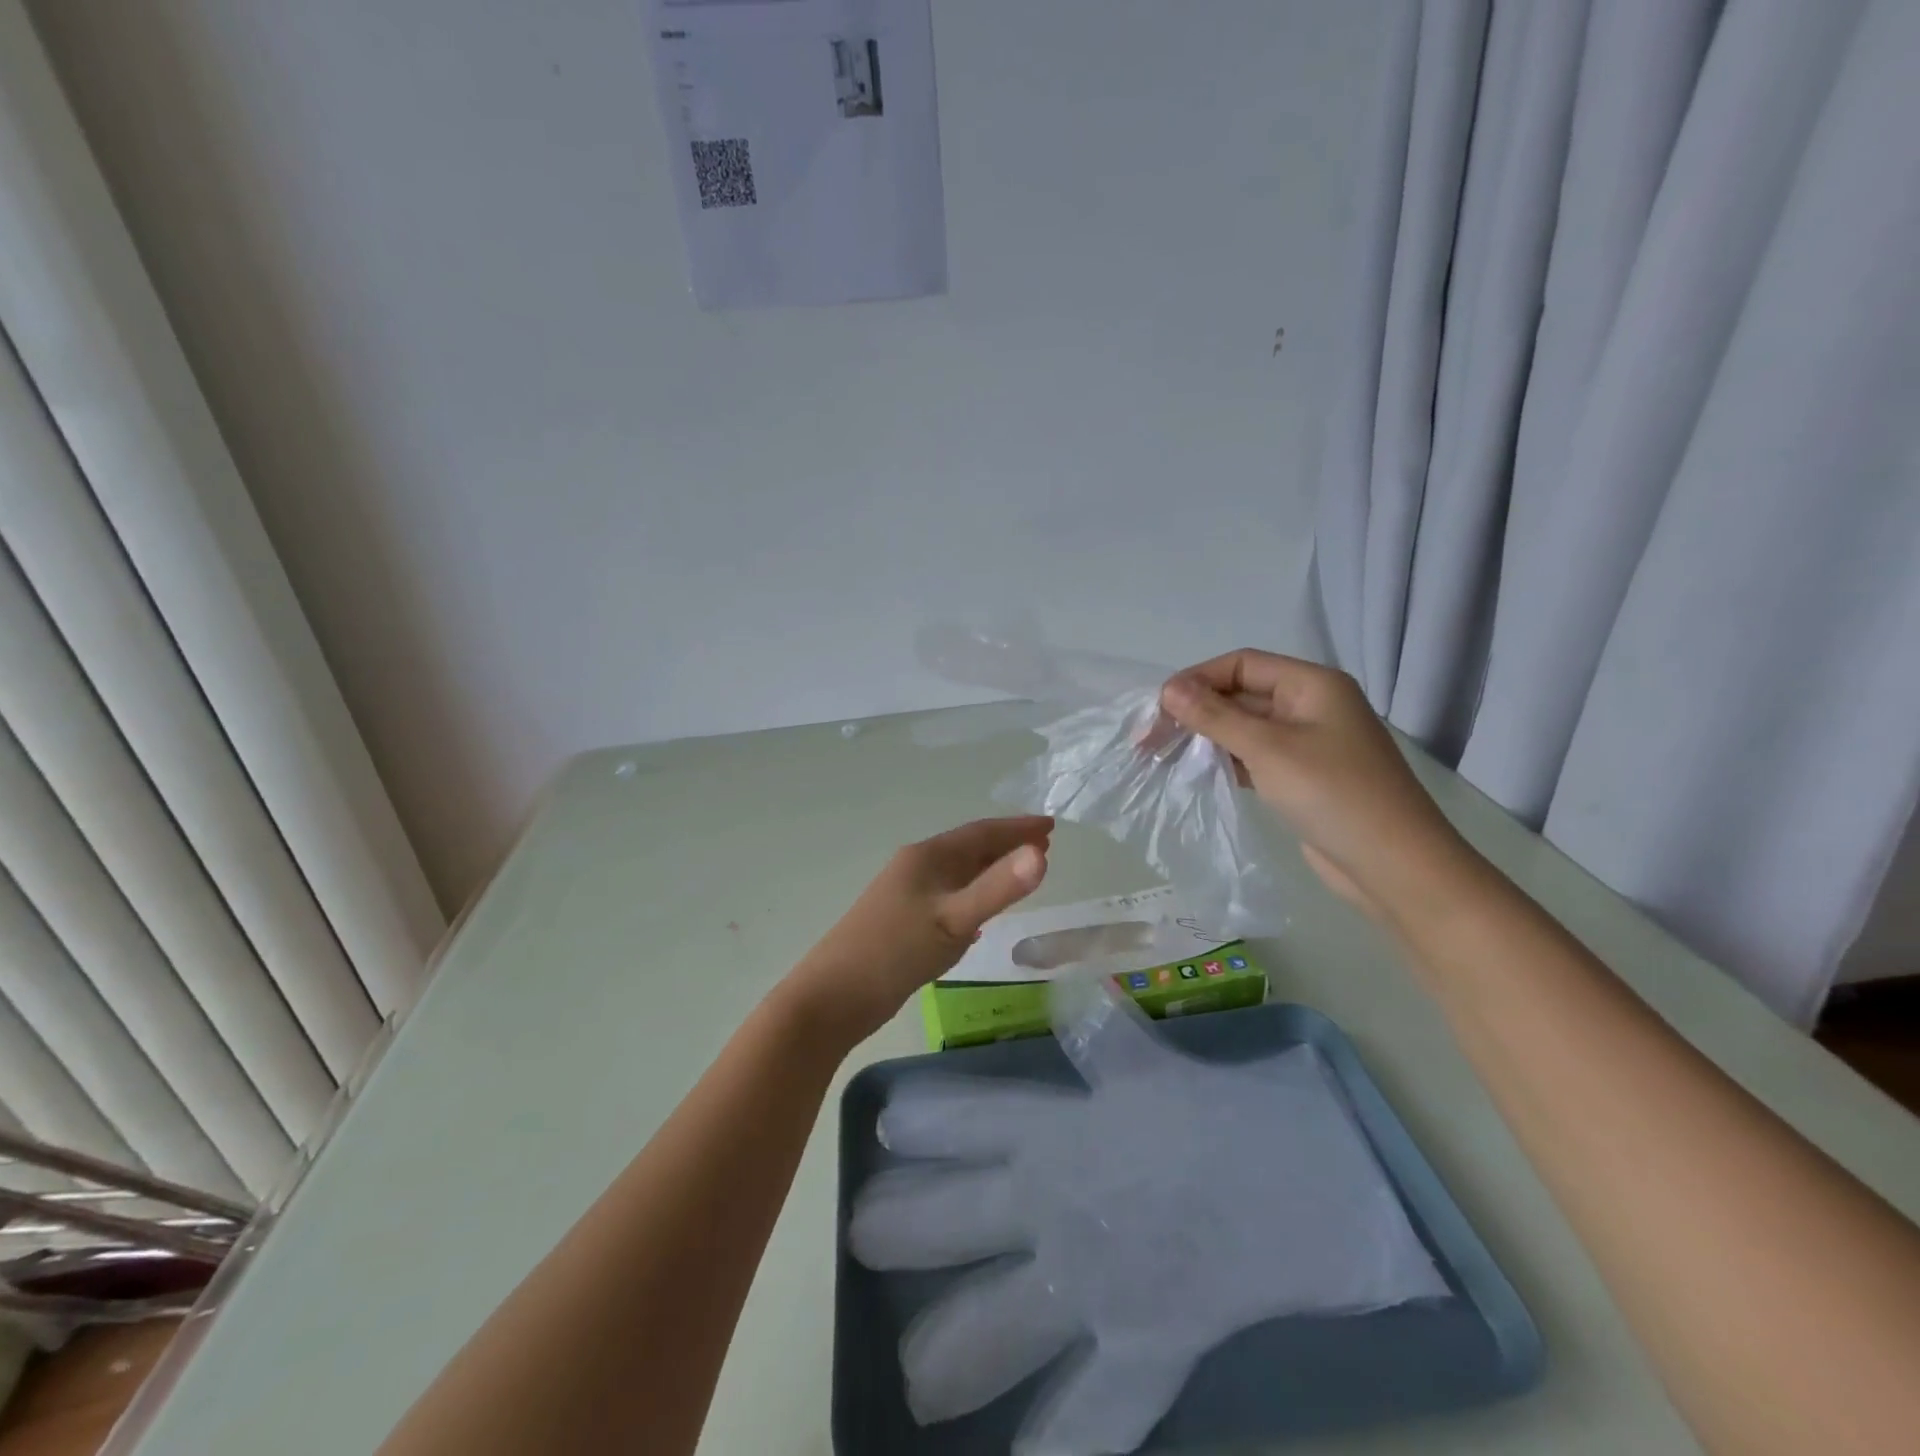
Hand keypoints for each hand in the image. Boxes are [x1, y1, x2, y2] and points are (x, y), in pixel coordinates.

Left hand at [787, 816, 1051, 1042]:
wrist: (834, 997)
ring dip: (991, 871)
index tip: (1051, 825)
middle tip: (1045, 846)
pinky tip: (980, 919)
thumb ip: (998, 889)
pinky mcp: (903, 921)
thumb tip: (1041, 854)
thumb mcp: (954, 921)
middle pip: (970, 849)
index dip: (1017, 828)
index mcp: (927, 857)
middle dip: (1007, 846)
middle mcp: (916, 867)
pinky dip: (972, 897)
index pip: (981, 832)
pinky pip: (948, 898)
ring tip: (1021, 875)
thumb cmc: (896, 952)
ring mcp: (907, 894)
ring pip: (958, 874)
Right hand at [1158, 651, 1470, 919]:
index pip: (1242, 664)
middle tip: (1150, 739)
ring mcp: (1308, 743)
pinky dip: (1225, 760)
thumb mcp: (1268, 749)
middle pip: (1241, 694)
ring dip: (1206, 737)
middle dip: (1196, 711)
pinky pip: (1255, 757)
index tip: (1158, 709)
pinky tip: (1197, 773)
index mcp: (1312, 685)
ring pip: (1245, 728)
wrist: (1394, 866)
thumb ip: (1215, 717)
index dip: (1197, 679)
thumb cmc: (1332, 795)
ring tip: (1164, 756)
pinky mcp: (1303, 777)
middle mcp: (1311, 706)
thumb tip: (1168, 689)